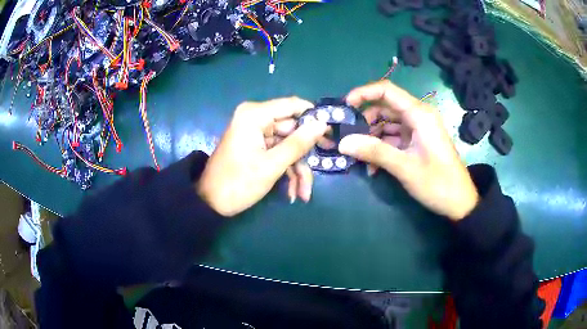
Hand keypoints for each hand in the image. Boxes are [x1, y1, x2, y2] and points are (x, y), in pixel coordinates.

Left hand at [198, 97, 327, 216]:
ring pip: (287, 145)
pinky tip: (294, 193)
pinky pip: (278, 153)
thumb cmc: (238, 183)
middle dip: (305, 155)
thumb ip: (298, 143)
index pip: (293, 105)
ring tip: (304, 194)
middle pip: (292, 129)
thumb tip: (322, 123)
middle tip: (322, 169)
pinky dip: (287, 171)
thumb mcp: (272, 165)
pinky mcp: (256, 146)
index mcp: (255, 115)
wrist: (210, 203)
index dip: (313, 117)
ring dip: (297, 169)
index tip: (331, 133)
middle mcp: (255, 118)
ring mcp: (256, 133)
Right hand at [338, 81, 478, 220]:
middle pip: (384, 108)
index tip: (344, 107)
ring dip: (371, 139)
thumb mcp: (405, 167)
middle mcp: (418, 116)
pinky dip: (382, 149)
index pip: (387, 90)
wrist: (460, 202)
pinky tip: (373, 168)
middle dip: (364, 122)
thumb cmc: (438, 183)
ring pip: (387, 125)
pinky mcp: (417, 142)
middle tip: (347, 139)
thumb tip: (342, 142)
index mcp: (419, 114)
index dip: (363, 93)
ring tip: (358, 158)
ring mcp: (418, 130)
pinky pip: (394, 139)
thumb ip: (374, 152)